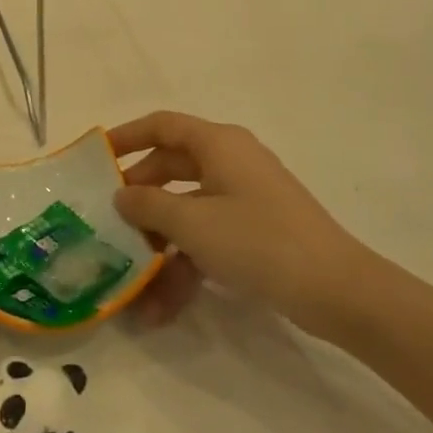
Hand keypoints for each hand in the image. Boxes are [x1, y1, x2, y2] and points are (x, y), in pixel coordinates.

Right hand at [110, 112, 371, 337]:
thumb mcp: (192, 223)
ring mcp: (244, 198)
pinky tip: (161, 307)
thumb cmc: (258, 241)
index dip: (127, 136)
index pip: (162, 125)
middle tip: (108, 220)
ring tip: (130, 279)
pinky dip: (185, 264)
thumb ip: (148, 205)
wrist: (336, 291)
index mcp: (218, 144)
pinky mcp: (254, 232)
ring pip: (187, 209)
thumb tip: (121, 194)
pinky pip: (208, 237)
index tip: (96, 157)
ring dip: (159, 242)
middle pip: (171, 168)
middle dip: (139, 197)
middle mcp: (231, 162)